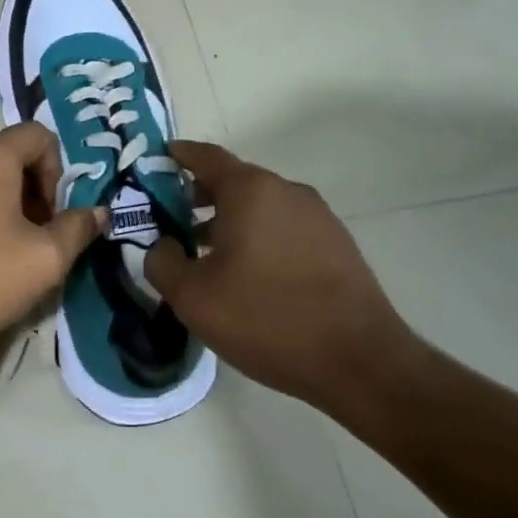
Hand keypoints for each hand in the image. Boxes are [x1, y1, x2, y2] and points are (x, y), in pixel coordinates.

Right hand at [145, 142, 423, 431]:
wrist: (359, 362)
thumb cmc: (266, 318)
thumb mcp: (193, 297)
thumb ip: (162, 262)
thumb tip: (162, 246)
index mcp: (250, 190)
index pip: (206, 156)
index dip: (179, 155)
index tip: (158, 160)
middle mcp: (286, 191)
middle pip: (234, 181)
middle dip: (199, 196)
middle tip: (172, 221)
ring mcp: (318, 217)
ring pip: (261, 207)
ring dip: (230, 221)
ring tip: (206, 254)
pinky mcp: (337, 244)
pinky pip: (285, 228)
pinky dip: (259, 237)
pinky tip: (249, 275)